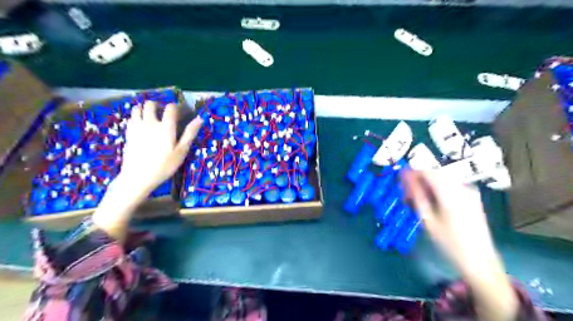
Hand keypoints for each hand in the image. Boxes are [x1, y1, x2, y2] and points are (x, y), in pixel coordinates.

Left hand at [118, 102, 202, 194]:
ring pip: (138, 108)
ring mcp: (136, 127)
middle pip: (151, 104)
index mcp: (166, 127)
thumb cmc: (164, 165)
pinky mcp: (128, 133)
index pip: (171, 108)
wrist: (138, 177)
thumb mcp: (181, 151)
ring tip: (152, 117)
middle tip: (165, 114)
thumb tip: (200, 119)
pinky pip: (131, 118)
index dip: (177, 107)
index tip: (182, 112)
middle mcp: (150, 122)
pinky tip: (143, 125)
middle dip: (159, 105)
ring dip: (145, 109)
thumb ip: (190, 133)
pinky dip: (137, 117)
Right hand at [399, 171, 517, 320]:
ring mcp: (469, 191)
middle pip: (434, 174)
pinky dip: (436, 190)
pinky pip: (449, 185)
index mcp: (451, 193)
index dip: (411, 173)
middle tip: (405, 194)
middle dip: (418, 180)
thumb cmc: (449, 243)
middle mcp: (462, 187)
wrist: (480, 260)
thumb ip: (416, 195)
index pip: (427, 172)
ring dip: (426, 185)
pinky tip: (430, 202)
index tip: (399, 179)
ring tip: (416, 200)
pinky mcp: (472, 197)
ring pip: (441, 179)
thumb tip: (405, 178)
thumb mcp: (428, 220)